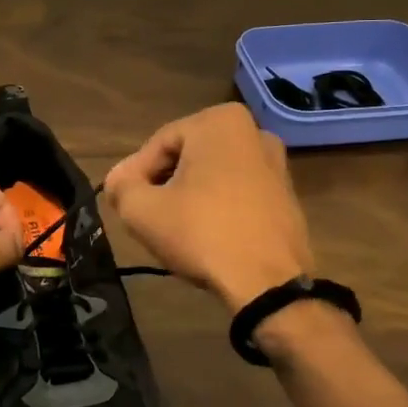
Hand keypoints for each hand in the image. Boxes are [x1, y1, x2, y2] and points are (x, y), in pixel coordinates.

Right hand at [103, 102, 314, 312]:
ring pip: (211, 176)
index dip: (134, 176)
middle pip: (185, 158)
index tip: (124, 204)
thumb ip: (120, 186)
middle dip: (162, 184)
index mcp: (219, 121)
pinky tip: (204, 235)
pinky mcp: (287, 197)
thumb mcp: (141, 209)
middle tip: (146, 215)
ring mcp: (276, 165)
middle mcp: (253, 132)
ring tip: (172, 228)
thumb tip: (119, 181)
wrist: (268, 285)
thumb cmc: (202, 233)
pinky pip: (236, 193)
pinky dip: (216, 207)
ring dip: (188, 196)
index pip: (157, 146)